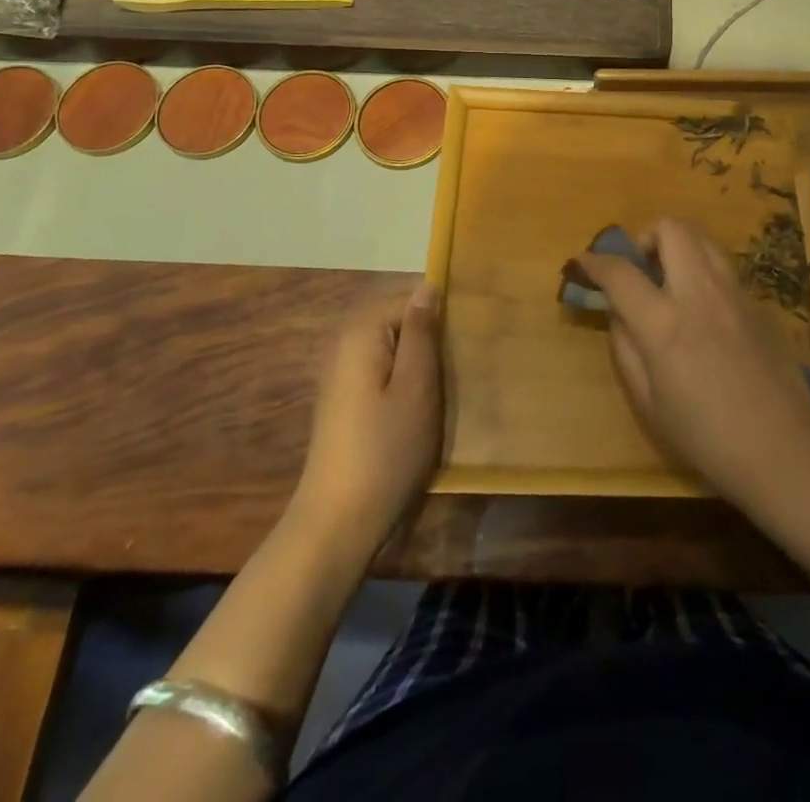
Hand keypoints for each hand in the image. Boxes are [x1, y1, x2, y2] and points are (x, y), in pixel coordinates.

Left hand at [293, 282, 444, 555]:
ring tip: (453, 382)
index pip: (410, 298)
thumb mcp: (417, 385)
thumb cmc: (386, 449)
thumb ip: (421, 332)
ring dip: (422, 360)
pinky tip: (425, 404)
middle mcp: (345, 344)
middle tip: (466, 361)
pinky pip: (383, 371)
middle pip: (399, 321)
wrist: (338, 522)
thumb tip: (428, 286)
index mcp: (362, 332)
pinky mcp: (346, 401)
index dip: (442, 313)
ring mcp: (342, 374)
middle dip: (432, 336)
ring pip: (393, 348)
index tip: (471, 337)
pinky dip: (406, 380)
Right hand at [577, 221, 809, 506]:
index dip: (595, 261)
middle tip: (640, 267)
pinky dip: (704, 273)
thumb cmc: (706, 438)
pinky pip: (725, 269)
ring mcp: (736, 293)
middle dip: (646, 236)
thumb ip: (626, 349)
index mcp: (665, 324)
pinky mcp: (760, 303)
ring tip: (671, 280)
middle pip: (671, 229)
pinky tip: (705, 311)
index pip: (621, 272)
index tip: (584, 262)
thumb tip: (618, 313)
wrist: (784, 450)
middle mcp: (701, 293)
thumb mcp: (648, 403)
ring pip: (703, 238)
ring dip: (679, 246)